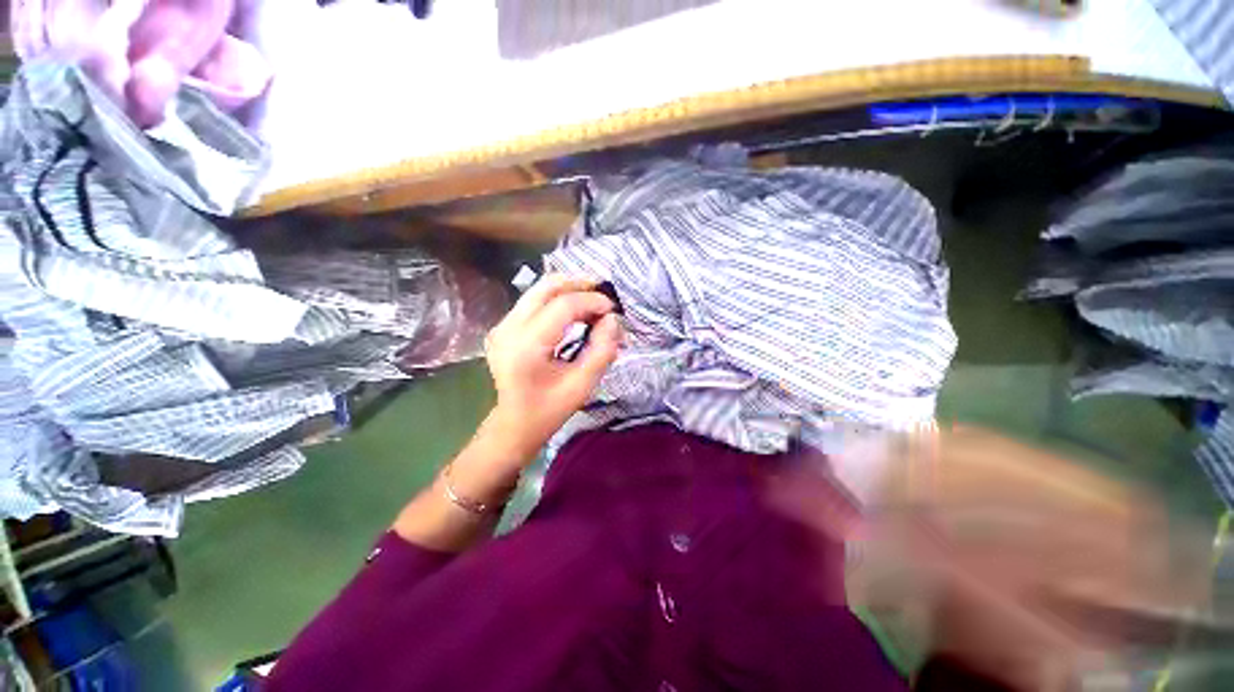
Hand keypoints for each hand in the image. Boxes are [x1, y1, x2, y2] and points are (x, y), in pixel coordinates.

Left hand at [482, 274, 621, 459]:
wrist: (514, 423)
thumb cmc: (549, 410)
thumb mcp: (582, 385)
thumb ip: (602, 350)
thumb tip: (612, 319)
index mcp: (526, 345)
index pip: (563, 305)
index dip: (592, 301)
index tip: (613, 311)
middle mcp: (509, 328)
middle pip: (546, 287)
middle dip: (578, 285)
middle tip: (603, 295)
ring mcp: (502, 326)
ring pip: (537, 290)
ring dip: (567, 291)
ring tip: (591, 304)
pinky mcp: (502, 327)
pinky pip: (531, 302)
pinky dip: (555, 301)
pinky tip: (572, 314)